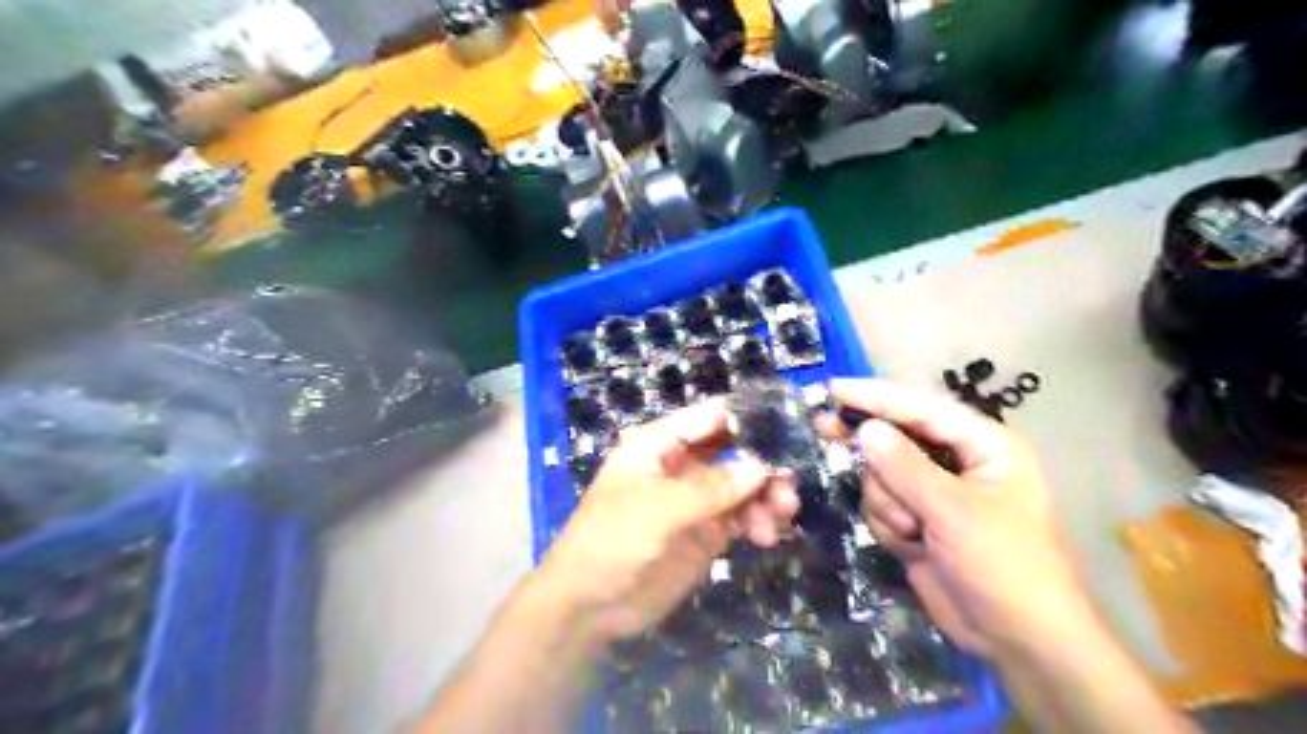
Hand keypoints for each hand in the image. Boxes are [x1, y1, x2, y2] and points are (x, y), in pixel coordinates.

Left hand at [535, 399, 801, 645]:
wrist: (589, 606)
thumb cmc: (611, 541)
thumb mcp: (657, 509)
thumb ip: (710, 488)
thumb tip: (761, 466)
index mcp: (659, 444)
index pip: (709, 417)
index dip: (746, 416)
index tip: (788, 423)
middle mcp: (681, 465)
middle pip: (733, 450)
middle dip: (764, 459)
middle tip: (791, 477)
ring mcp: (695, 500)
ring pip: (743, 485)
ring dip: (767, 494)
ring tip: (783, 512)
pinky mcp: (706, 533)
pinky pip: (741, 516)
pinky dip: (759, 521)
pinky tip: (767, 537)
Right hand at [826, 378, 1094, 657]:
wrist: (1019, 641)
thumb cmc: (1004, 566)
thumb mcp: (954, 513)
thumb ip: (905, 468)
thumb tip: (865, 429)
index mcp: (984, 445)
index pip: (922, 408)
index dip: (876, 396)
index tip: (834, 389)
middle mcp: (958, 461)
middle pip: (896, 438)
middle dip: (873, 453)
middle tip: (823, 429)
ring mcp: (935, 493)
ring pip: (882, 475)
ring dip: (887, 503)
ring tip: (912, 532)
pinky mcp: (919, 520)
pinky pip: (882, 504)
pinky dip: (888, 524)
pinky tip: (911, 546)